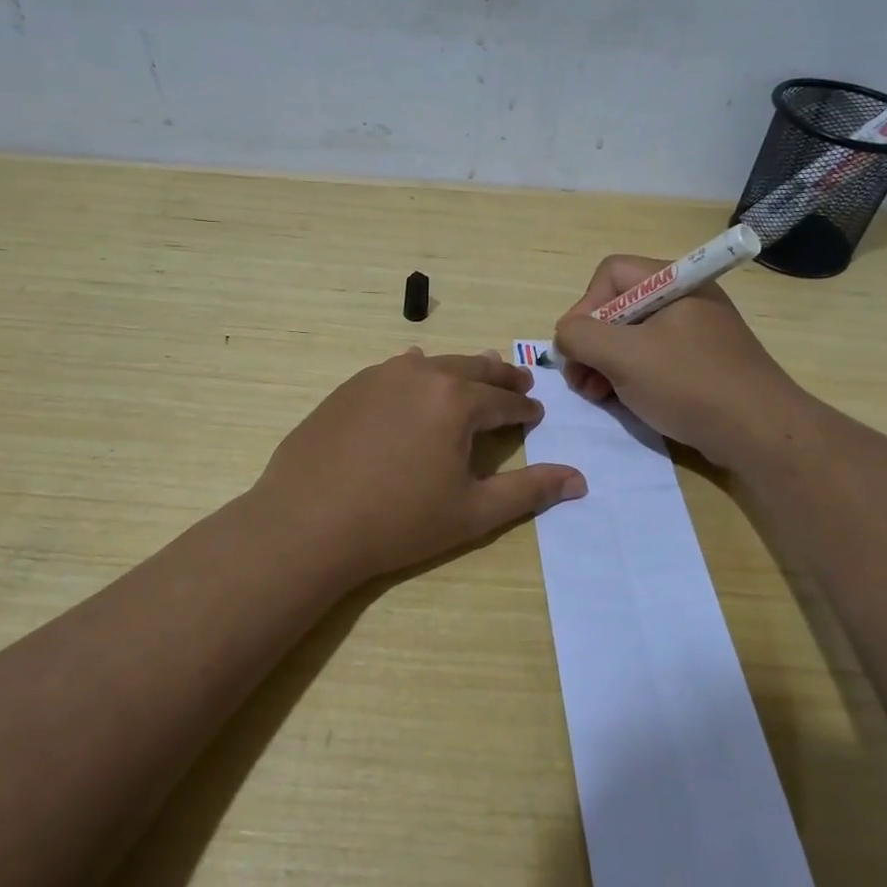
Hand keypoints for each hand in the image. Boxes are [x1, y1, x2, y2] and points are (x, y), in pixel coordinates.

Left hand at [251, 349, 586, 583]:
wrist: (307, 523)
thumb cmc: (398, 522)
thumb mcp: (473, 512)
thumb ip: (529, 491)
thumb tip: (579, 479)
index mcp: (457, 401)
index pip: (504, 400)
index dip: (525, 408)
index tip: (536, 412)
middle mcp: (422, 375)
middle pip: (473, 368)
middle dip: (500, 376)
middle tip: (519, 380)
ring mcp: (380, 376)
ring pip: (434, 364)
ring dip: (461, 369)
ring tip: (477, 371)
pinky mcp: (349, 387)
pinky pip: (394, 370)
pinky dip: (417, 371)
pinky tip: (415, 371)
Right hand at [552, 255, 811, 467]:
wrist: (761, 433)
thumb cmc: (689, 384)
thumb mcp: (624, 356)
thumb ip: (581, 336)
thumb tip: (566, 334)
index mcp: (674, 282)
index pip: (610, 274)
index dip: (585, 307)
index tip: (577, 348)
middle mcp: (686, 299)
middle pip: (619, 306)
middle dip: (592, 342)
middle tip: (581, 380)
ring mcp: (696, 332)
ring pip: (633, 336)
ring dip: (606, 363)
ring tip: (597, 395)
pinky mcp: (702, 363)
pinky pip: (654, 358)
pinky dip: (631, 376)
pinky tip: (624, 401)